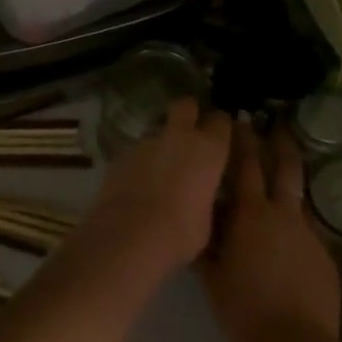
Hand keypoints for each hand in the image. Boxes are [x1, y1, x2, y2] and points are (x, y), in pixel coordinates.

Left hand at [85, 98, 233, 277]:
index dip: (220, 127)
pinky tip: (138, 184)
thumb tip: (199, 196)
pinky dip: (140, 162)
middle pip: (185, 106)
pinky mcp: (121, 153)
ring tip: (159, 170)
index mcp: (209, 149)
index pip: (221, 121)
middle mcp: (179, 137)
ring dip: (161, 144)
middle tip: (189, 133)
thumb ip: (204, 196)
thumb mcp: (207, 219)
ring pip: (158, 131)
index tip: (220, 137)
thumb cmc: (181, 232)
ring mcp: (147, 142)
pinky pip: (137, 151)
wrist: (130, 235)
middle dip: (188, 113)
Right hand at [197, 119, 340, 341]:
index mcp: (251, 214)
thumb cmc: (244, 308)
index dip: (242, 140)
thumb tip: (196, 224)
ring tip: (279, 192)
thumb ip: (205, 245)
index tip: (238, 120)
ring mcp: (309, 236)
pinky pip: (306, 236)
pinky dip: (294, 233)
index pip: (245, 165)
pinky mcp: (325, 259)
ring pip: (298, 202)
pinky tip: (286, 252)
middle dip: (280, 144)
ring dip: (289, 191)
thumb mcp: (212, 276)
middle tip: (276, 126)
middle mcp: (284, 215)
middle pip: (286, 169)